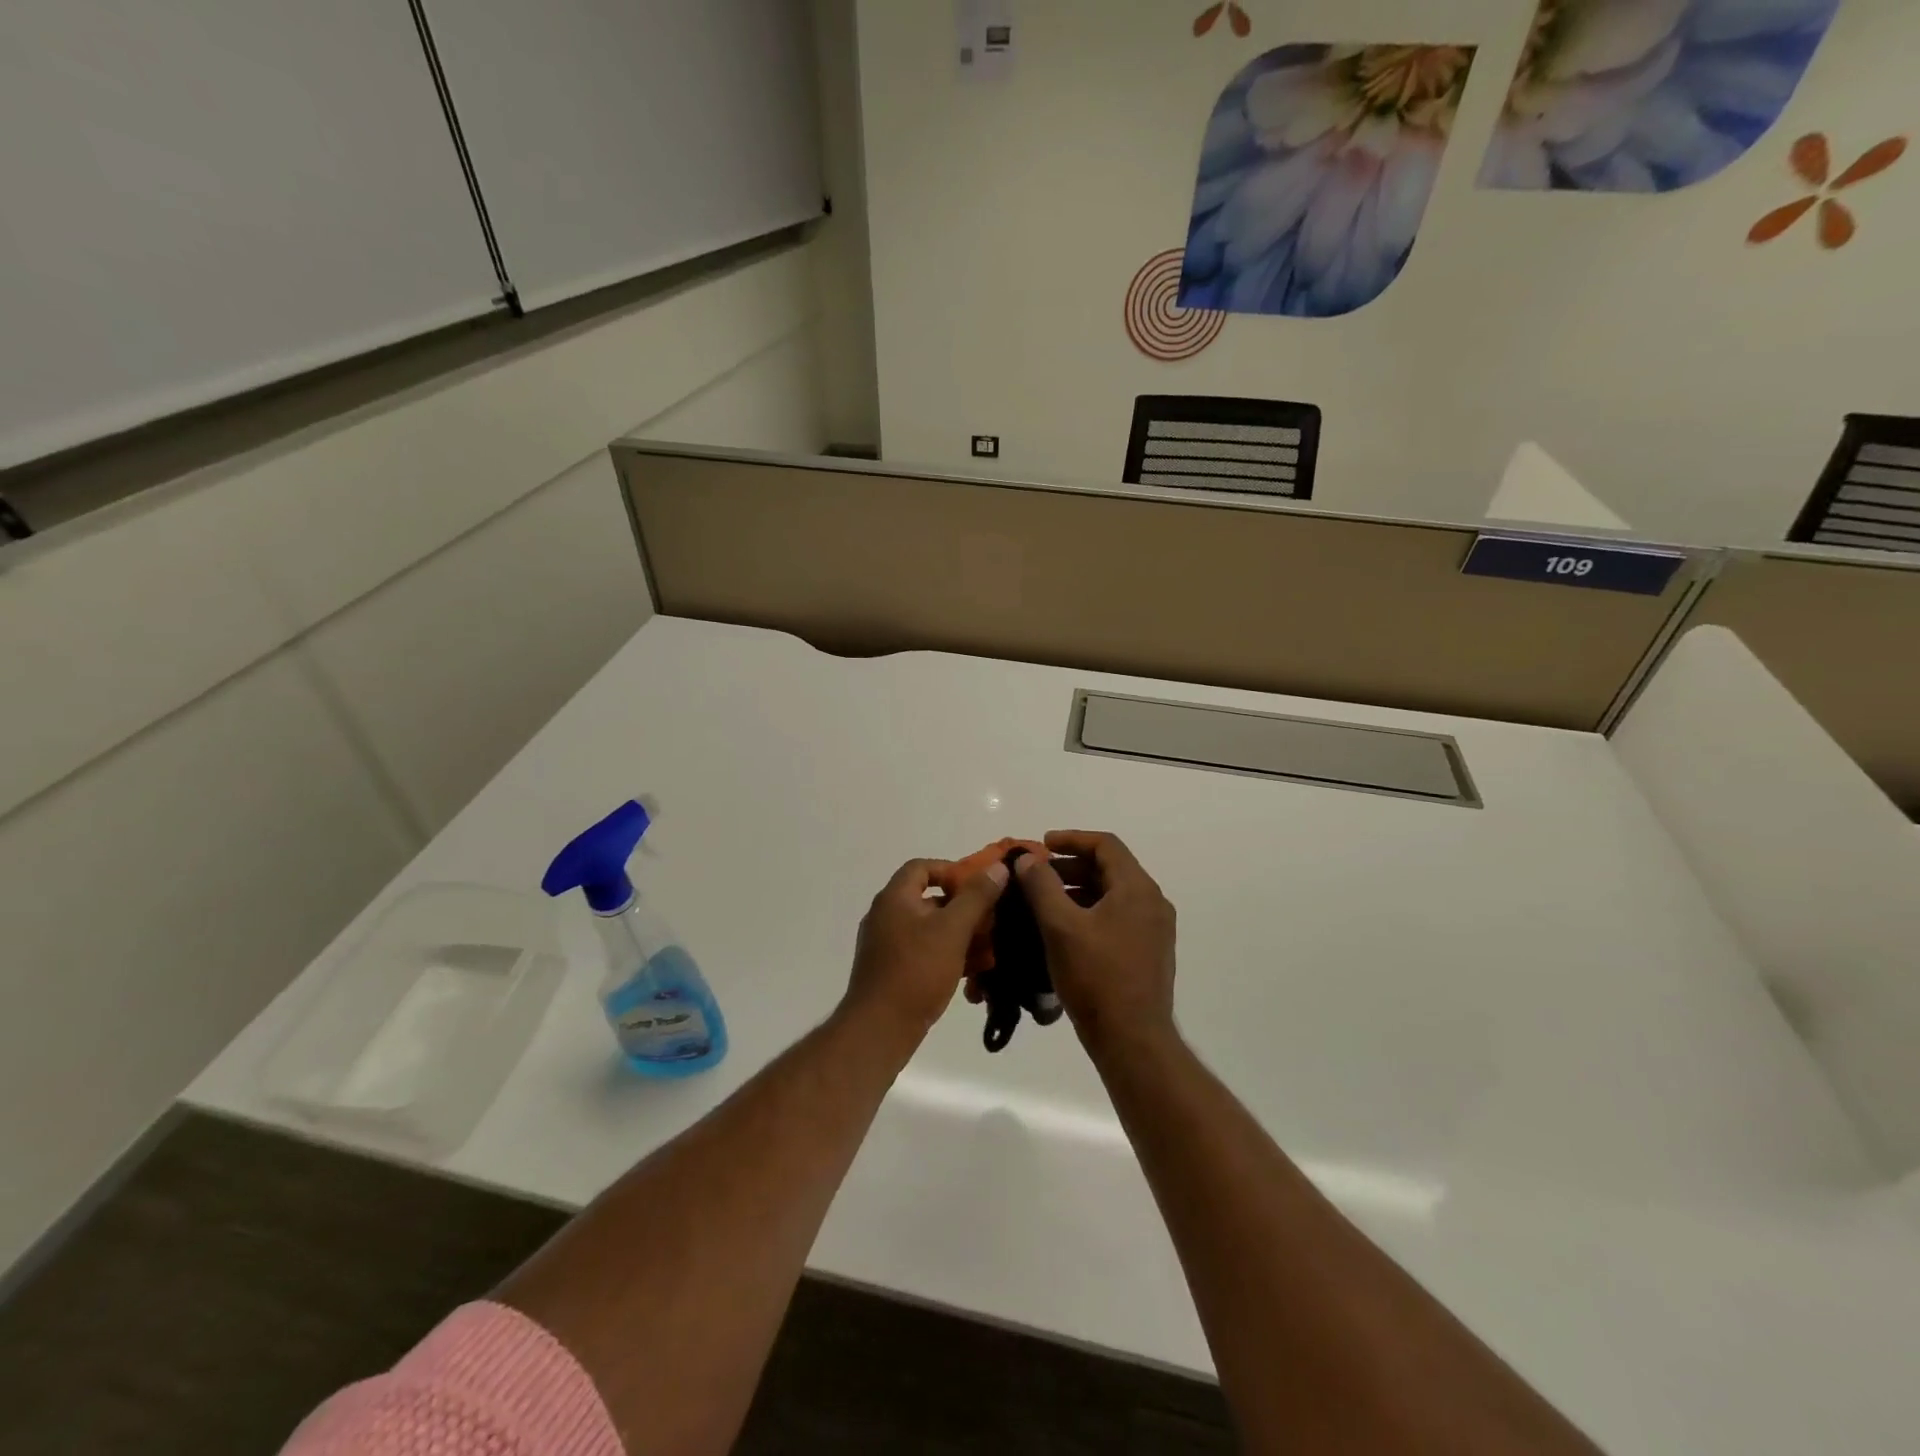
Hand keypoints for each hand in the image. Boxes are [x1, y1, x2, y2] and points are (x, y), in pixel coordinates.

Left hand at [845, 857, 1009, 1043]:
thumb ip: (976, 897)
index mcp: (894, 899)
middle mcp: (887, 917)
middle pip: (929, 899)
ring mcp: (888, 946)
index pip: (922, 867)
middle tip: (992, 919)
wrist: (880, 1029)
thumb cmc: (916, 971)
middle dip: (964, 908)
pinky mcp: (894, 972)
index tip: (979, 887)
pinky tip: (974, 973)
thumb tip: (997, 868)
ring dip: (961, 935)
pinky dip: (948, 956)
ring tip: (990, 948)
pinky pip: (925, 953)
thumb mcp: (952, 929)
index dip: (951, 870)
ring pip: (931, 930)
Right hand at [1014, 831, 1177, 1054]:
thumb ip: (1041, 886)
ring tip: (1043, 903)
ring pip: (1112, 895)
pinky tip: (1063, 931)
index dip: (1071, 839)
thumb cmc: (1096, 977)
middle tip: (1035, 876)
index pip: (1105, 845)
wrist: (1133, 1040)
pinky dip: (1089, 913)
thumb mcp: (1060, 927)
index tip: (1040, 845)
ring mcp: (1154, 930)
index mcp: (1137, 889)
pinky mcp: (1149, 952)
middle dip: (1070, 867)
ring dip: (1078, 891)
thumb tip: (1028, 859)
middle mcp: (1152, 903)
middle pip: (1109, 868)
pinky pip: (1117, 917)